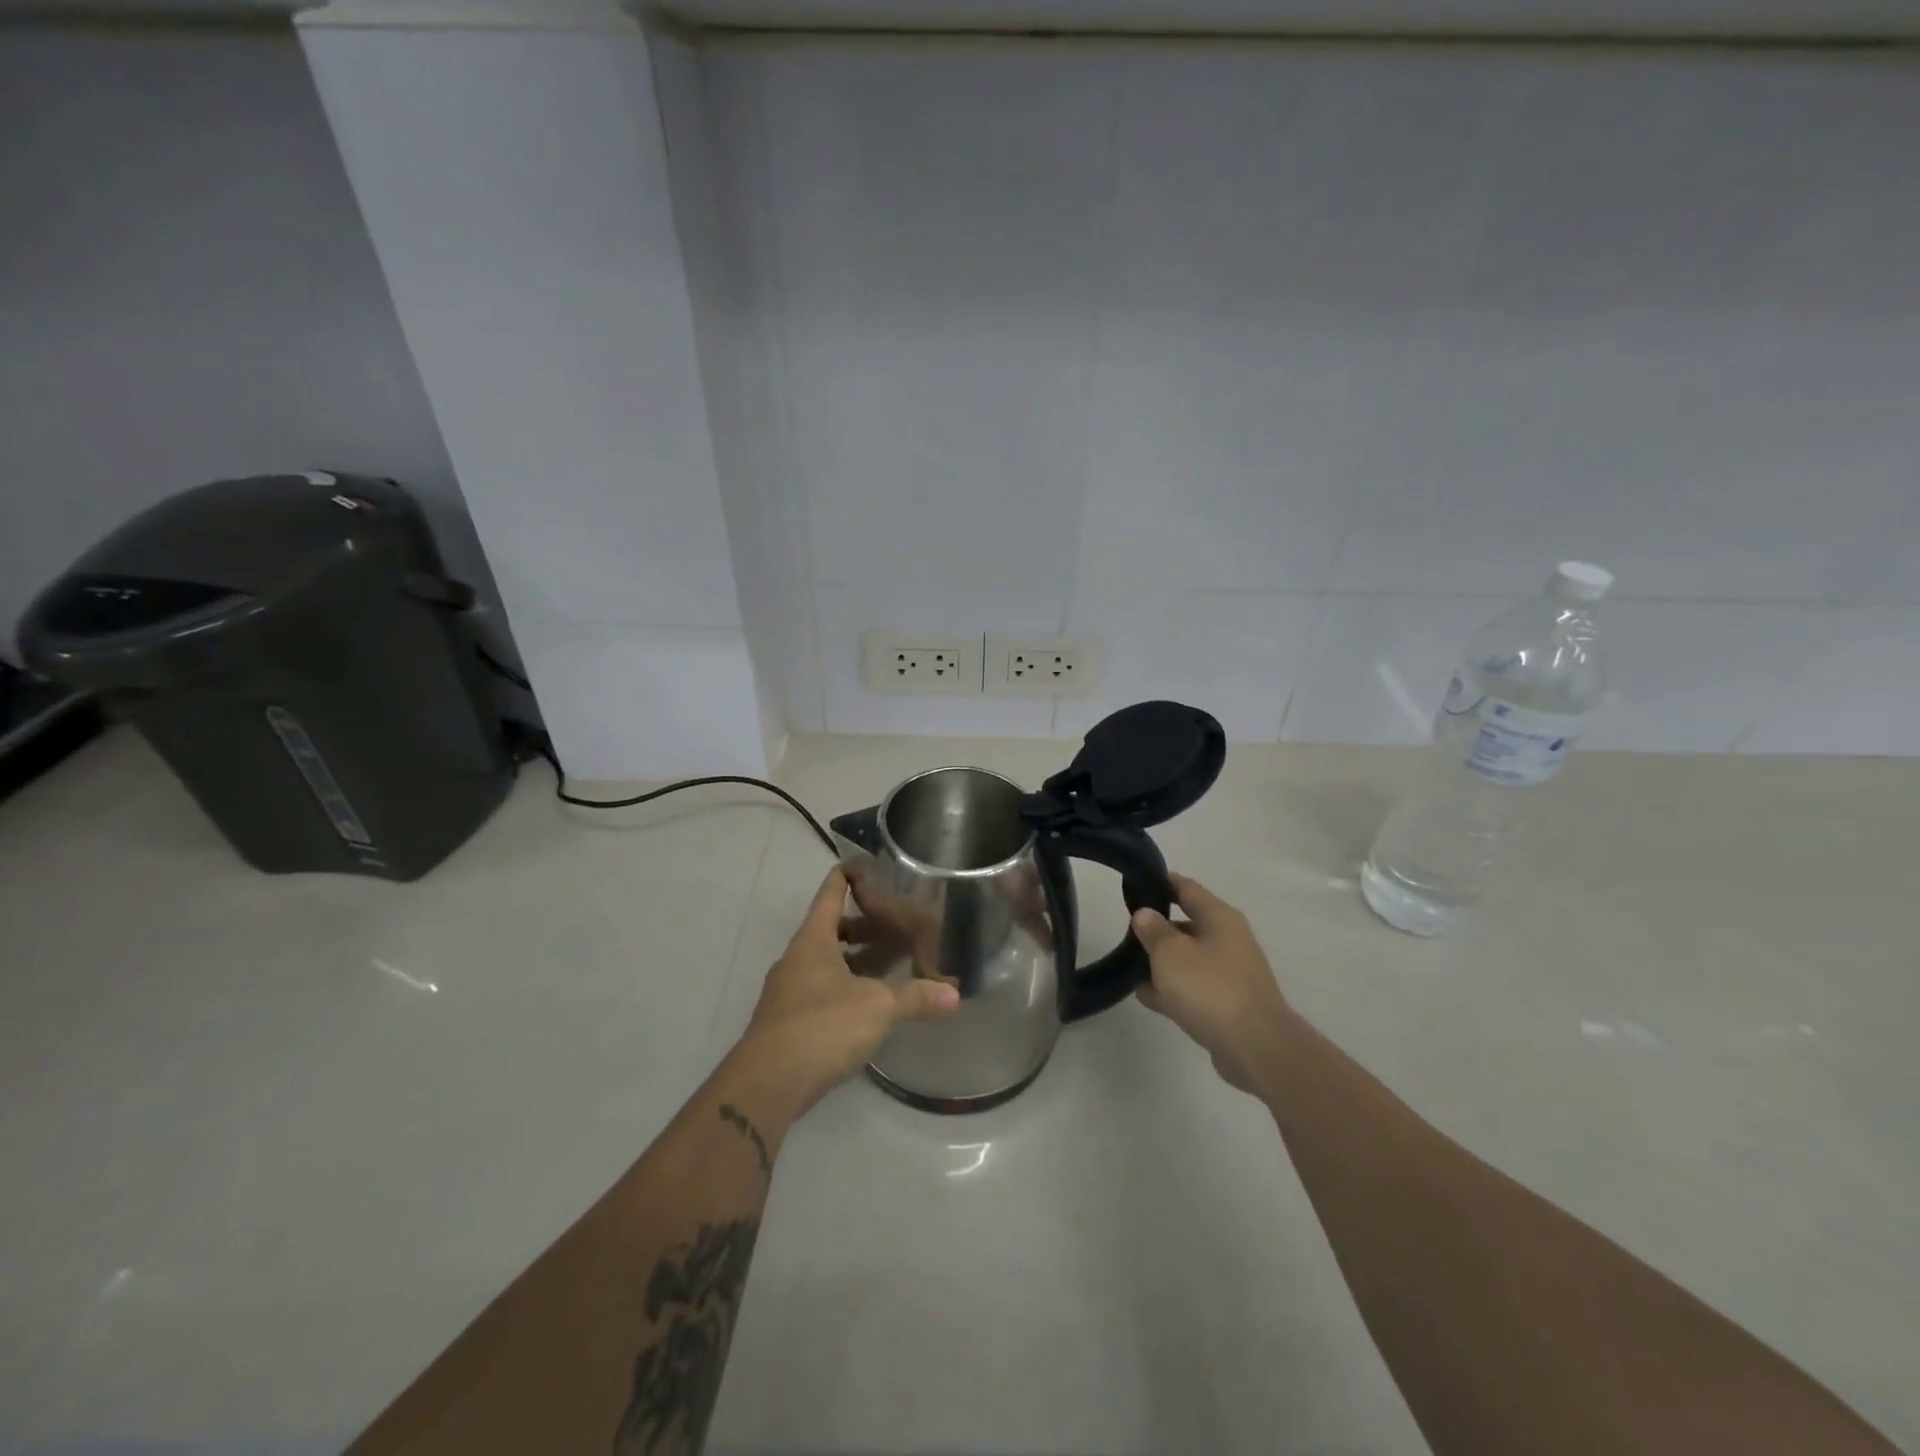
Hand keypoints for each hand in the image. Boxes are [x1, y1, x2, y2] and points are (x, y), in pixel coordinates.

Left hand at [736, 867, 959, 1118]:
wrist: (766, 1084)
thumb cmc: (822, 1027)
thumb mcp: (878, 1008)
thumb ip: (917, 997)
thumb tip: (955, 994)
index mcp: (813, 939)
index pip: (831, 891)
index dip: (851, 875)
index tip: (873, 866)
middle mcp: (798, 958)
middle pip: (832, 928)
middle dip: (866, 926)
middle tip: (899, 926)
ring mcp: (790, 991)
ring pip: (829, 962)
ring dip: (858, 960)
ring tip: (894, 965)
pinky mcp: (790, 1021)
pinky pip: (824, 990)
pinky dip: (849, 988)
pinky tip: (872, 1005)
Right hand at [1131, 874, 1292, 1096]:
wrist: (1257, 1048)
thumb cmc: (1210, 989)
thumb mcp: (1170, 953)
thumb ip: (1153, 930)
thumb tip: (1145, 914)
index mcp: (1219, 918)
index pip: (1186, 888)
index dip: (1160, 883)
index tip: (1134, 885)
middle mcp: (1228, 940)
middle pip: (1186, 924)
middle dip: (1156, 929)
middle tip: (1126, 933)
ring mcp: (1230, 973)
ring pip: (1188, 959)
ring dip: (1162, 963)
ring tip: (1129, 967)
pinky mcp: (1228, 1004)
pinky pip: (1193, 987)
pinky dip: (1172, 989)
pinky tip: (1147, 996)